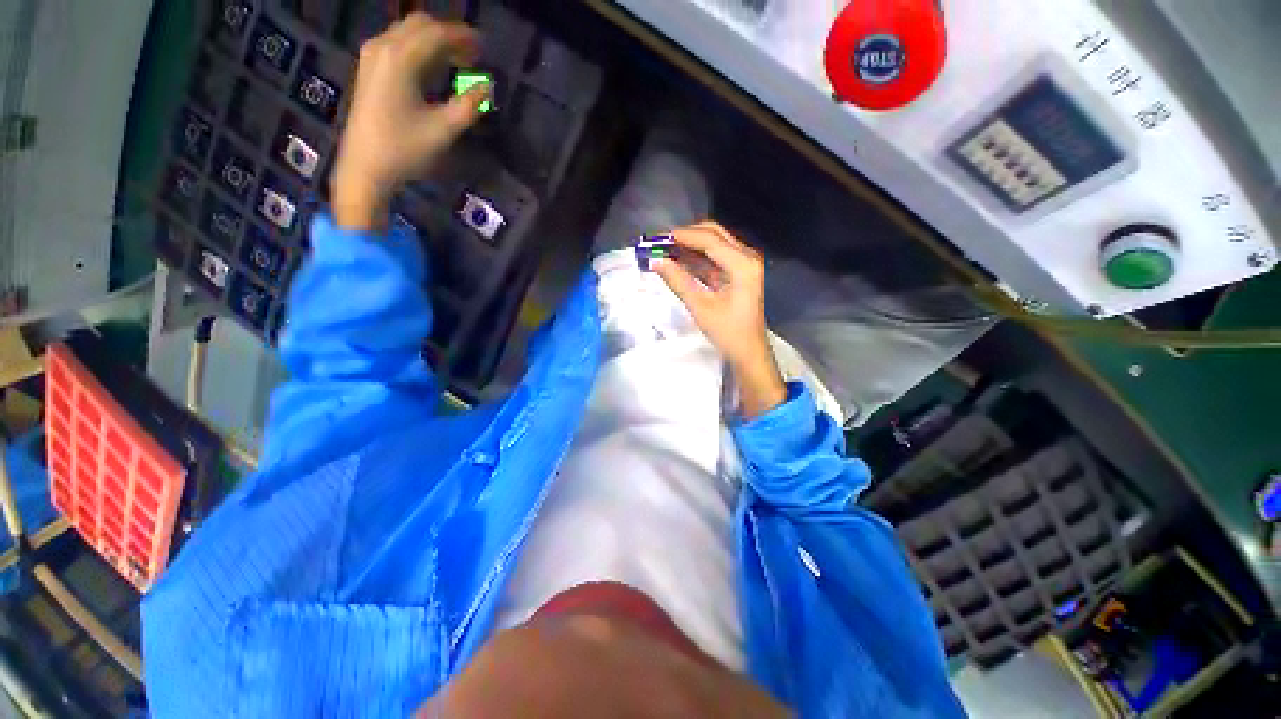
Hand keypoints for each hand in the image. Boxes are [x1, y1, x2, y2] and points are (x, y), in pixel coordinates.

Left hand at [331, 13, 488, 230]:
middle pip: (420, 24)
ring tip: (458, 61)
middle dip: (449, 34)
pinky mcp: (369, 67)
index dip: (464, 38)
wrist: (365, 165)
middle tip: (473, 55)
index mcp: (400, 58)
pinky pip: (398, 43)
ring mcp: (373, 55)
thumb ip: (469, 105)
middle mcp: (383, 46)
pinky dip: (421, 48)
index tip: (485, 48)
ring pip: (408, 32)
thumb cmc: (405, 149)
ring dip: (435, 40)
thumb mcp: (443, 129)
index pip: (437, 34)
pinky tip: (435, 67)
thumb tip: (488, 87)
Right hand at [653, 222, 786, 418]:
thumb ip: (678, 281)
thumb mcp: (700, 307)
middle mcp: (747, 257)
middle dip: (687, 236)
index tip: (658, 237)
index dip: (683, 236)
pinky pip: (715, 258)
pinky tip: (678, 262)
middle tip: (661, 242)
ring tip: (665, 250)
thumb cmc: (728, 333)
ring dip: (690, 246)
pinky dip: (697, 259)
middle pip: (714, 235)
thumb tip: (655, 261)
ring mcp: (744, 265)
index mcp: (742, 264)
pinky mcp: (738, 274)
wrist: (748, 353)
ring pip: (714, 245)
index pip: (710, 240)